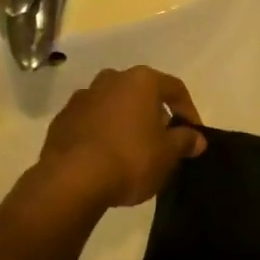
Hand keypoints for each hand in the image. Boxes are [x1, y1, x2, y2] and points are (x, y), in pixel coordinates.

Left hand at [36, 66, 205, 209]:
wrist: (72, 179)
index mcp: (141, 81)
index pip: (175, 89)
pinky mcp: (63, 118)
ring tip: (132, 150)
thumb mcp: (167, 154)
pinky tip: (105, 157)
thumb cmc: (129, 159)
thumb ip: (184, 141)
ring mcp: (83, 97)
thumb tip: (196, 138)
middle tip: (162, 141)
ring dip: (125, 121)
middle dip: (154, 114)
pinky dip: (101, 133)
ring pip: (113, 105)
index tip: (193, 135)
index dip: (188, 111)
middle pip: (142, 93)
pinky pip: (91, 121)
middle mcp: (111, 79)